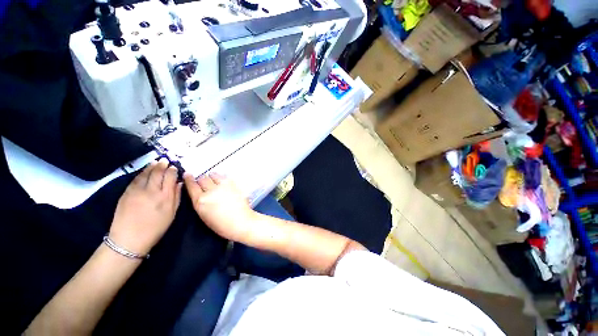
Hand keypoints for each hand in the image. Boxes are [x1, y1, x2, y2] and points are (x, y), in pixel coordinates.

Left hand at [109, 158, 181, 254]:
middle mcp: (152, 191)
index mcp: (165, 197)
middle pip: (158, 173)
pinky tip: (145, 170)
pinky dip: (141, 173)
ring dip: (152, 166)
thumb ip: (177, 197)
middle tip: (165, 160)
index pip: (170, 177)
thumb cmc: (155, 228)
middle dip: (163, 165)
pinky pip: (136, 179)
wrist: (129, 239)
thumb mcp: (171, 214)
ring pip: (146, 174)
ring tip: (156, 161)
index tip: (174, 167)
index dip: (172, 171)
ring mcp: (137, 191)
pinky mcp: (126, 193)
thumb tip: (179, 184)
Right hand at [184, 172, 257, 241]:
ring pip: (213, 175)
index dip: (189, 179)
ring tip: (214, 181)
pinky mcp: (233, 184)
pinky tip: (222, 181)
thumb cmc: (222, 225)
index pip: (191, 186)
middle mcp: (210, 191)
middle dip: (202, 180)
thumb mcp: (204, 215)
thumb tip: (200, 194)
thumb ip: (200, 202)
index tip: (187, 175)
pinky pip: (224, 176)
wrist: (241, 221)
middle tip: (204, 183)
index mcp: (200, 201)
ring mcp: (222, 186)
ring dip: (212, 177)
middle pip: (202, 179)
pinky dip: (221, 177)